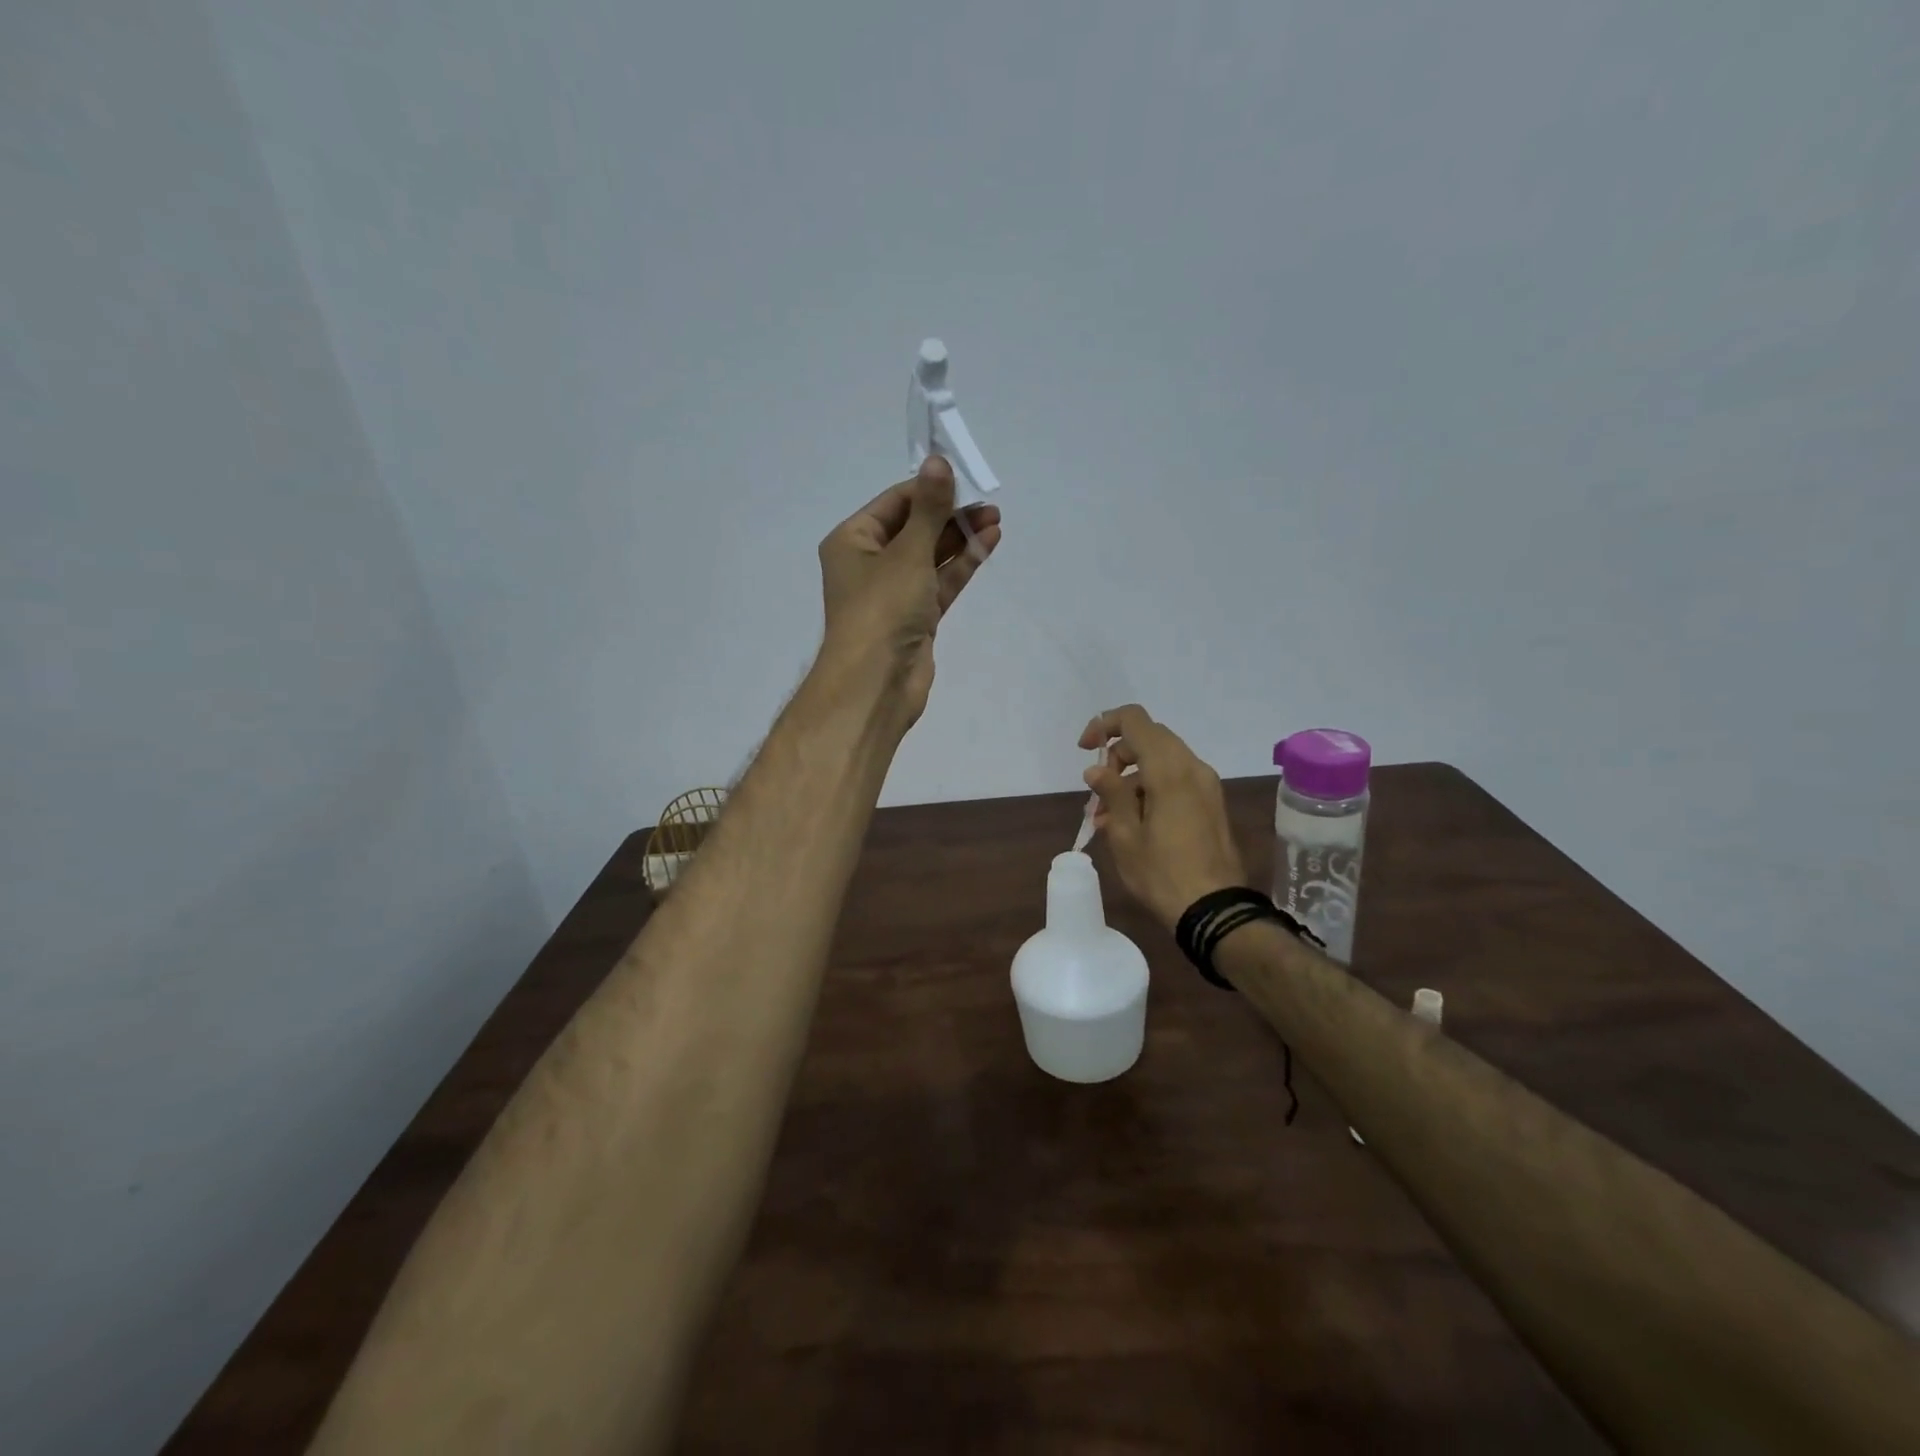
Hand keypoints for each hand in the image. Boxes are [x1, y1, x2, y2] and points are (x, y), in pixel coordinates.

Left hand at [817, 455, 1001, 727]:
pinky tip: (988, 543)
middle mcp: (870, 562)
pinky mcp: (916, 616)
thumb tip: (938, 461)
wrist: (877, 683)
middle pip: (914, 528)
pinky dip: (961, 565)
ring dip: (961, 538)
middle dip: (950, 515)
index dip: (929, 490)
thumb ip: (929, 508)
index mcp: (853, 540)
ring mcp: (894, 592)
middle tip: (988, 505)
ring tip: (996, 520)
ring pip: (930, 556)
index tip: (964, 479)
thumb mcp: (908, 552)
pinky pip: (940, 582)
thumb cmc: (883, 608)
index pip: (895, 503)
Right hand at [1079, 705, 1246, 929]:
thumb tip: (1096, 769)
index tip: (1084, 750)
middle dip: (1117, 757)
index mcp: (1169, 769)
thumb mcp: (1125, 835)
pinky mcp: (1211, 803)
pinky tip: (1132, 824)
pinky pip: (1176, 780)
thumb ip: (1111, 793)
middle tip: (1097, 792)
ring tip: (1108, 818)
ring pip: (1162, 761)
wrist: (1215, 910)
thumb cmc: (1162, 873)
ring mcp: (1206, 785)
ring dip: (1131, 777)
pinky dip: (1150, 789)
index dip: (1104, 725)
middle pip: (1149, 738)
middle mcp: (1192, 767)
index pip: (1135, 720)